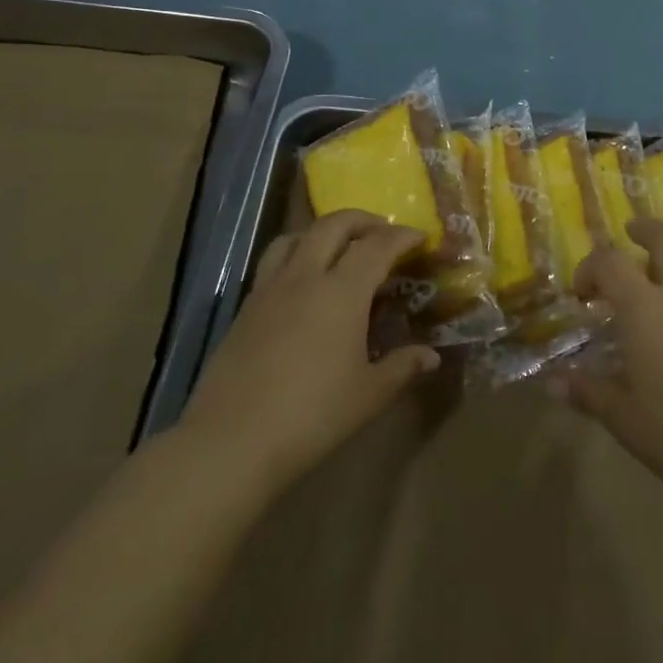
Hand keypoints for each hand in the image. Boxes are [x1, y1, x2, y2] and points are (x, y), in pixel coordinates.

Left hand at [179, 211, 440, 493]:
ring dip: (324, 231)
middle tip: (384, 233)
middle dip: (364, 220)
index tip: (421, 238)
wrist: (231, 442)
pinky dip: (296, 255)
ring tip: (340, 248)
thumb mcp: (369, 396)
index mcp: (342, 290)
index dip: (402, 236)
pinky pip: (274, 262)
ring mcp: (270, 289)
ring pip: (297, 236)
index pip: (378, 245)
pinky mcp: (245, 308)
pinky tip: (303, 285)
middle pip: (334, 224)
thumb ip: (402, 367)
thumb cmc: (311, 416)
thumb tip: (430, 356)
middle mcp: (305, 276)